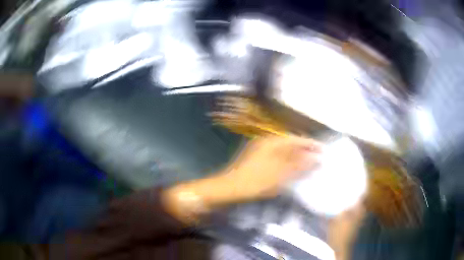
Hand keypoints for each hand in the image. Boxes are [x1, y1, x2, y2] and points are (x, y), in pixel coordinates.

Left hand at [222, 135, 322, 199]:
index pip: (297, 139)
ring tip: (310, 164)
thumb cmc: (256, 181)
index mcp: (272, 142)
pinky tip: (293, 169)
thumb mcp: (280, 174)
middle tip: (319, 158)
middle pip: (291, 144)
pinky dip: (288, 162)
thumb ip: (299, 165)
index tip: (324, 150)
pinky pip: (278, 157)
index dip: (311, 144)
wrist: (229, 188)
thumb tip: (316, 158)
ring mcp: (261, 150)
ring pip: (285, 151)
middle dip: (305, 151)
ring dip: (297, 157)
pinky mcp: (258, 159)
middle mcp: (267, 142)